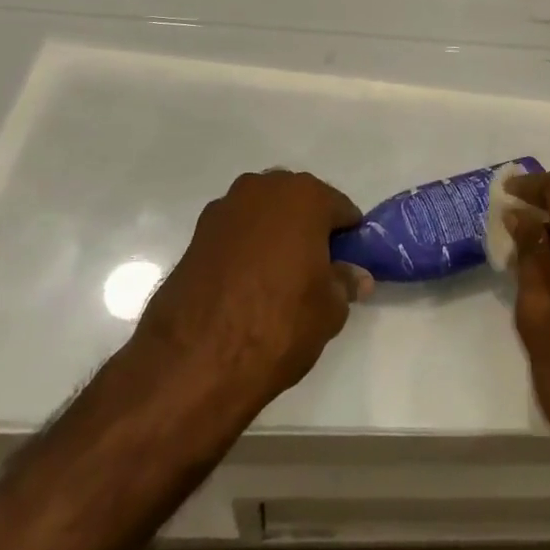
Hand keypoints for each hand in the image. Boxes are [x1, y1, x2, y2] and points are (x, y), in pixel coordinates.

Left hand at [129, 170, 372, 424]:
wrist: (194, 360)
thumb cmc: (278, 324)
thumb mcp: (330, 310)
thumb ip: (345, 282)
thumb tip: (355, 275)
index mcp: (304, 196)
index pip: (340, 209)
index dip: (347, 239)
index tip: (346, 266)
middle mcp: (263, 189)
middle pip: (299, 203)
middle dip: (309, 230)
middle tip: (314, 272)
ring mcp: (225, 209)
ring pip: (264, 215)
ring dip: (274, 236)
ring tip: (277, 280)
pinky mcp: (196, 234)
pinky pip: (236, 233)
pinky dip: (245, 249)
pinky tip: (246, 285)